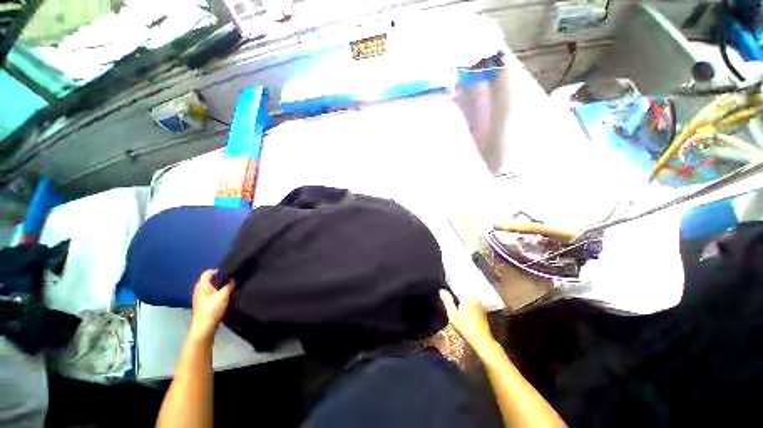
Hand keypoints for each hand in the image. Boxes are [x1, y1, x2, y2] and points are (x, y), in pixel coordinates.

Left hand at [191, 270, 233, 339]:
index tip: (229, 273)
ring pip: (210, 287)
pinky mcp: (202, 304)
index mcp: (202, 285)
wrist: (204, 327)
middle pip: (209, 279)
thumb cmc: (212, 308)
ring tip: (230, 288)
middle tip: (231, 280)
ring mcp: (200, 297)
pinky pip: (210, 294)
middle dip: (220, 279)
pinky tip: (225, 297)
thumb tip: (234, 278)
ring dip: (219, 287)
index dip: (218, 271)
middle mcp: (199, 289)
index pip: (208, 272)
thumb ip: (230, 284)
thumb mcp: (224, 294)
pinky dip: (217, 293)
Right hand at [439, 289, 495, 352]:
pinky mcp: (483, 315)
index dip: (456, 285)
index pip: (462, 287)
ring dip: (464, 299)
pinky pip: (473, 306)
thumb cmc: (466, 326)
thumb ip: (447, 301)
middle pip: (467, 293)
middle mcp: (478, 300)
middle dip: (460, 292)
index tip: (450, 283)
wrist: (481, 342)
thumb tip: (442, 290)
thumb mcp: (453, 314)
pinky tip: (463, 309)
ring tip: (456, 298)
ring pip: (470, 300)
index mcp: (471, 297)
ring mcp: (481, 308)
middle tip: (452, 290)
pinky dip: (468, 305)